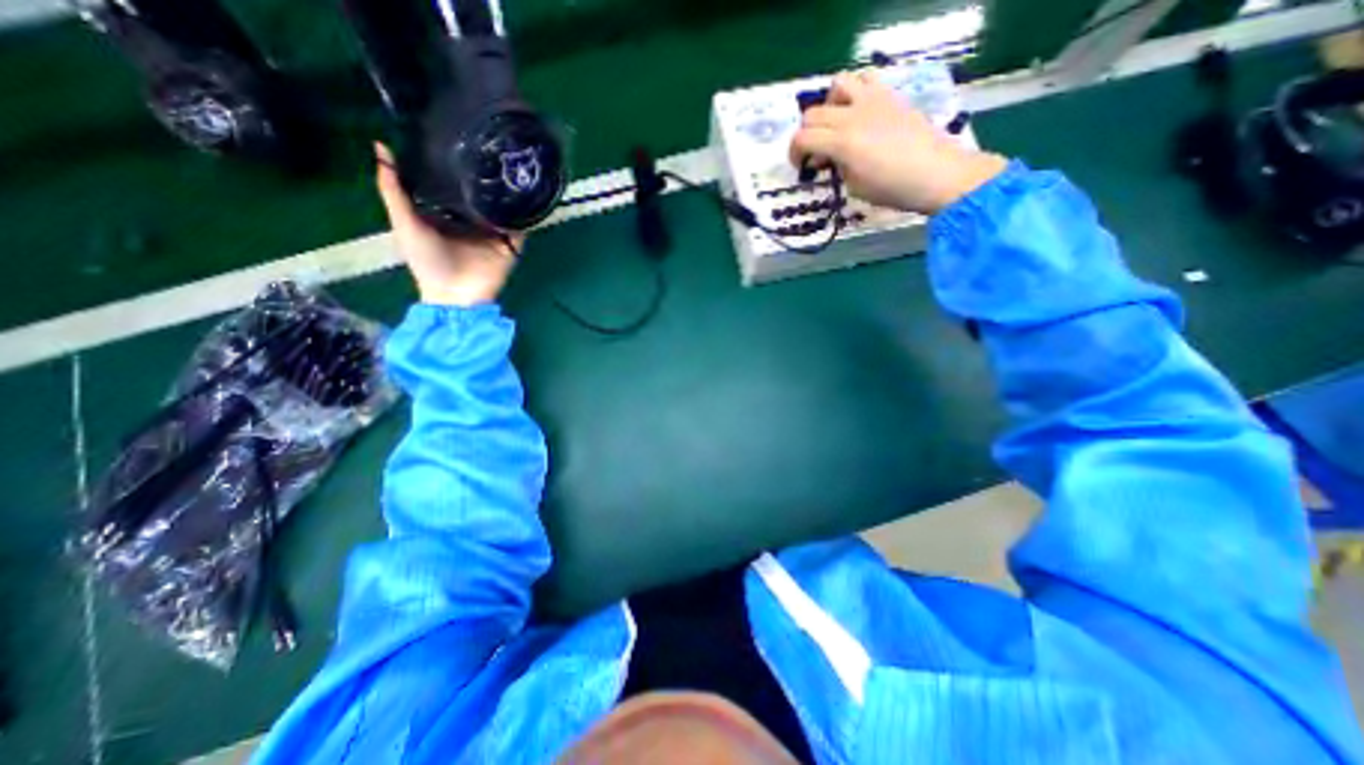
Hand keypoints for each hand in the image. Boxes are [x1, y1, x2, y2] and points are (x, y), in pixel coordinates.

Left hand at [370, 144, 521, 307]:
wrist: (456, 295)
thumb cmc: (427, 261)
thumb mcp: (404, 222)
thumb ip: (393, 189)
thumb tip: (380, 146)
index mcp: (447, 215)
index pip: (452, 184)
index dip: (453, 164)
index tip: (456, 136)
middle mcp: (472, 221)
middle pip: (481, 194)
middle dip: (485, 175)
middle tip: (490, 143)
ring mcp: (494, 234)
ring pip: (503, 207)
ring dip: (508, 192)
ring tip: (512, 163)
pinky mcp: (511, 245)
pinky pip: (521, 226)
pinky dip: (525, 214)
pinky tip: (527, 193)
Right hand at [795, 67, 1003, 213]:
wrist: (934, 173)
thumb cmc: (892, 189)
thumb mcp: (853, 186)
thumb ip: (836, 167)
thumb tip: (828, 157)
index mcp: (842, 143)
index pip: (802, 138)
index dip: (794, 153)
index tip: (802, 167)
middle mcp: (853, 115)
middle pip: (813, 114)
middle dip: (807, 135)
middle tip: (817, 153)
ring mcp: (873, 100)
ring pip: (837, 84)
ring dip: (829, 105)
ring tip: (835, 123)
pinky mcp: (889, 95)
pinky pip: (865, 79)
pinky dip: (854, 91)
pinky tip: (858, 111)